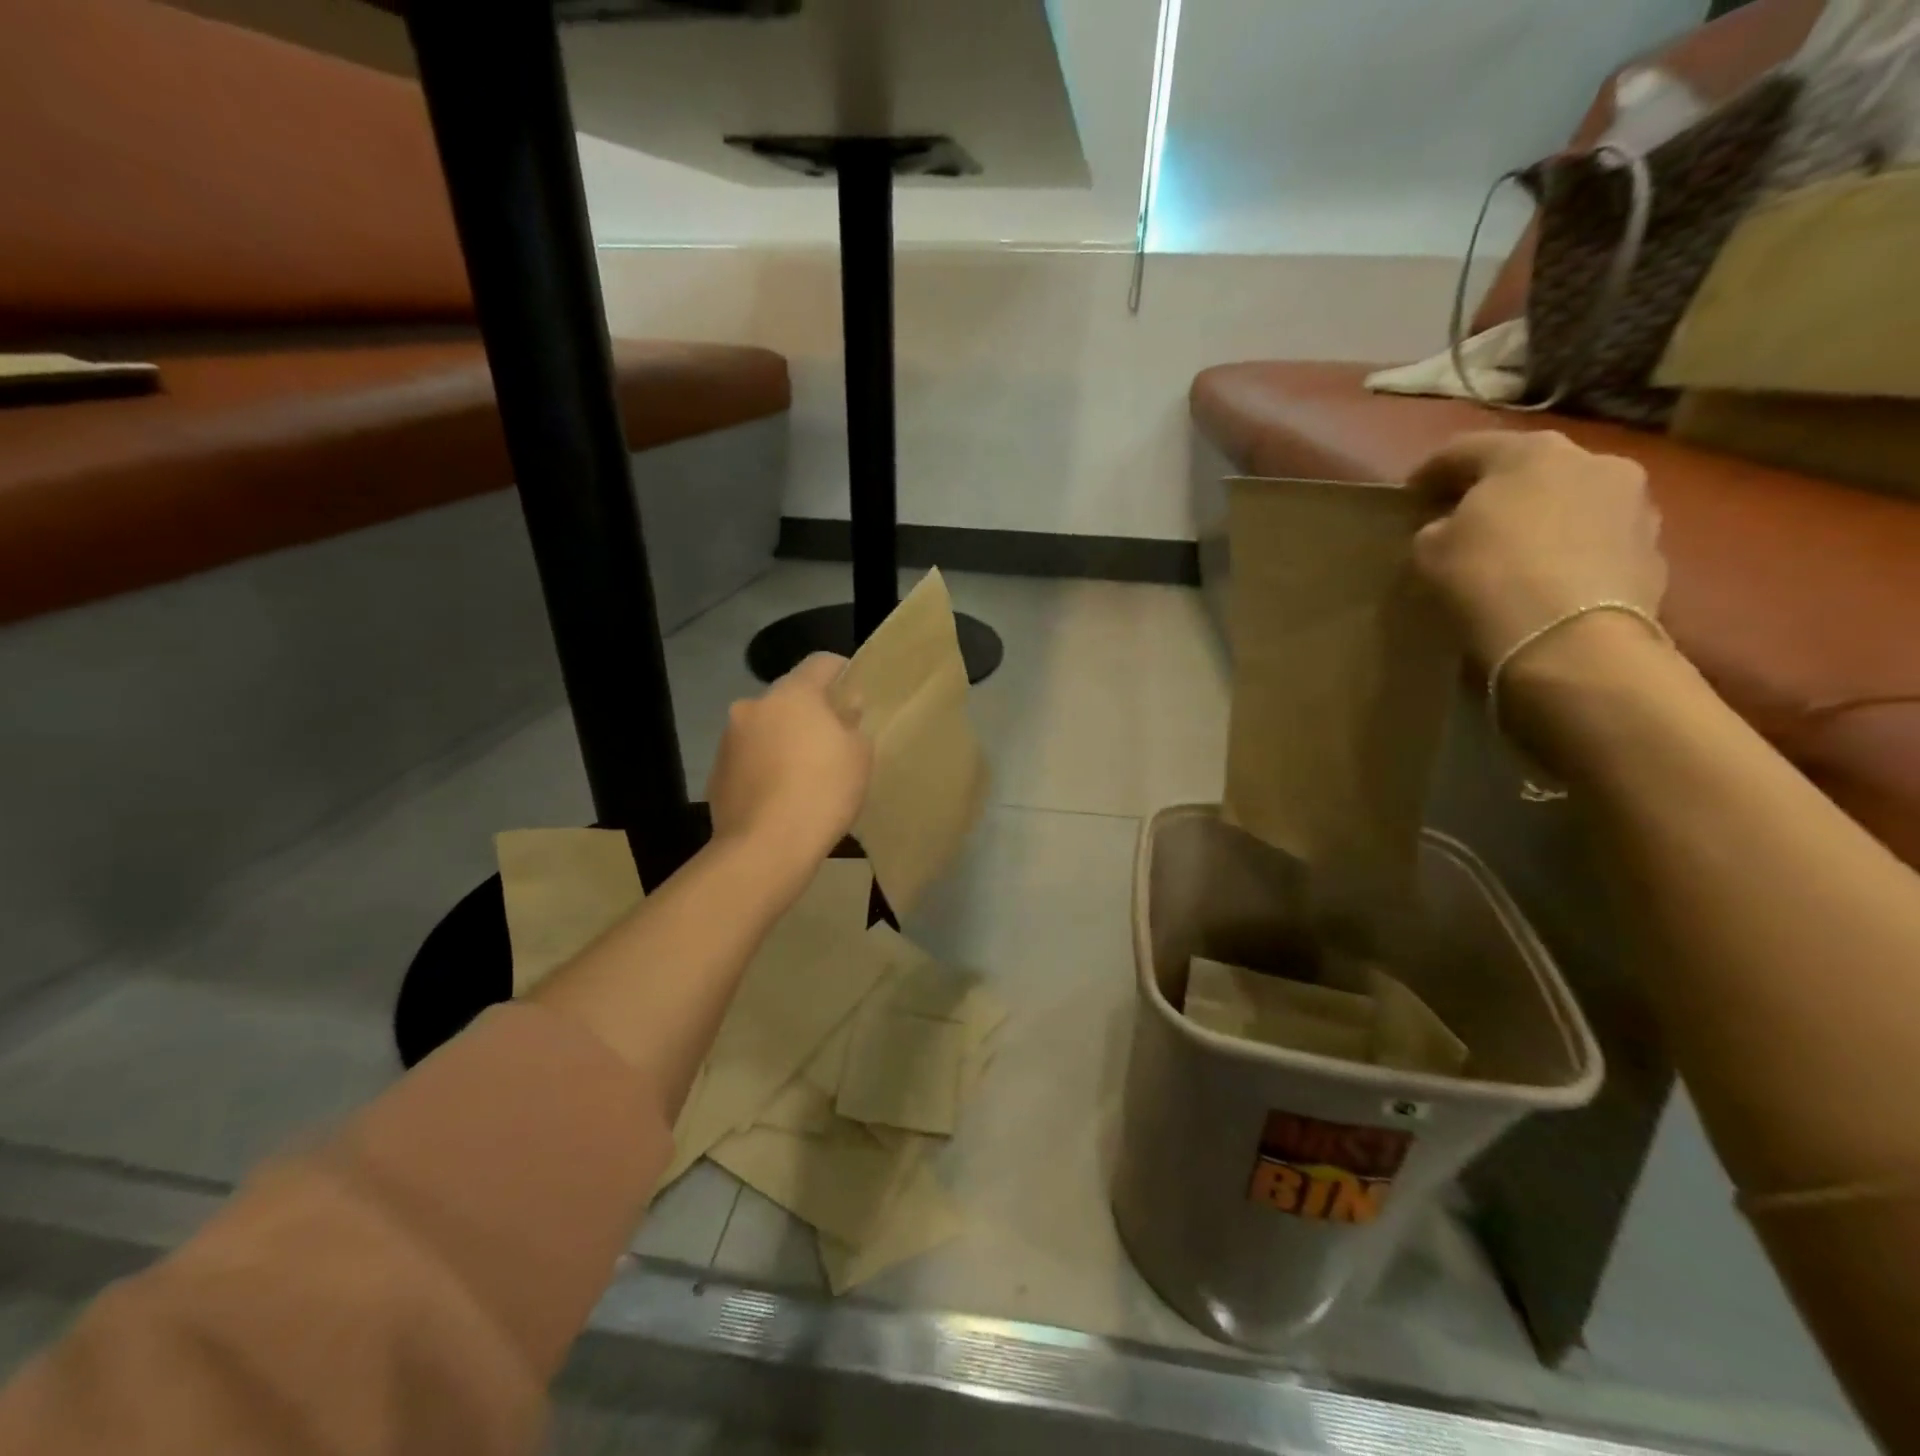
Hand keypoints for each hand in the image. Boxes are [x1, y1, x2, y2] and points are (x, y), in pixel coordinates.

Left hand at [706, 653, 873, 865]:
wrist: (766, 847)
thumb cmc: (823, 791)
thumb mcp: (859, 755)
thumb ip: (852, 723)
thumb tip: (842, 711)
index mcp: (792, 694)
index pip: (821, 662)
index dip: (842, 672)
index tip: (854, 692)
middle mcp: (754, 706)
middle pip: (789, 698)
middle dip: (809, 712)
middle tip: (832, 741)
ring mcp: (729, 739)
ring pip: (765, 728)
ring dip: (782, 740)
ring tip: (803, 775)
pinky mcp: (716, 773)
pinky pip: (749, 759)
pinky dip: (764, 767)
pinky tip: (780, 797)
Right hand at [1409, 430, 1668, 667]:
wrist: (1571, 639)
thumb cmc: (1488, 578)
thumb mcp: (1430, 550)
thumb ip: (1438, 528)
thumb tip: (1451, 528)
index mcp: (1531, 452)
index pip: (1467, 448)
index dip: (1432, 469)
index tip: (1410, 493)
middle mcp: (1593, 461)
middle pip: (1530, 469)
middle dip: (1496, 489)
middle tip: (1464, 517)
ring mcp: (1634, 504)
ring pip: (1571, 501)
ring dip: (1541, 517)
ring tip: (1512, 549)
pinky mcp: (1654, 549)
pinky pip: (1596, 540)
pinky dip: (1569, 550)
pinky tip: (1545, 577)